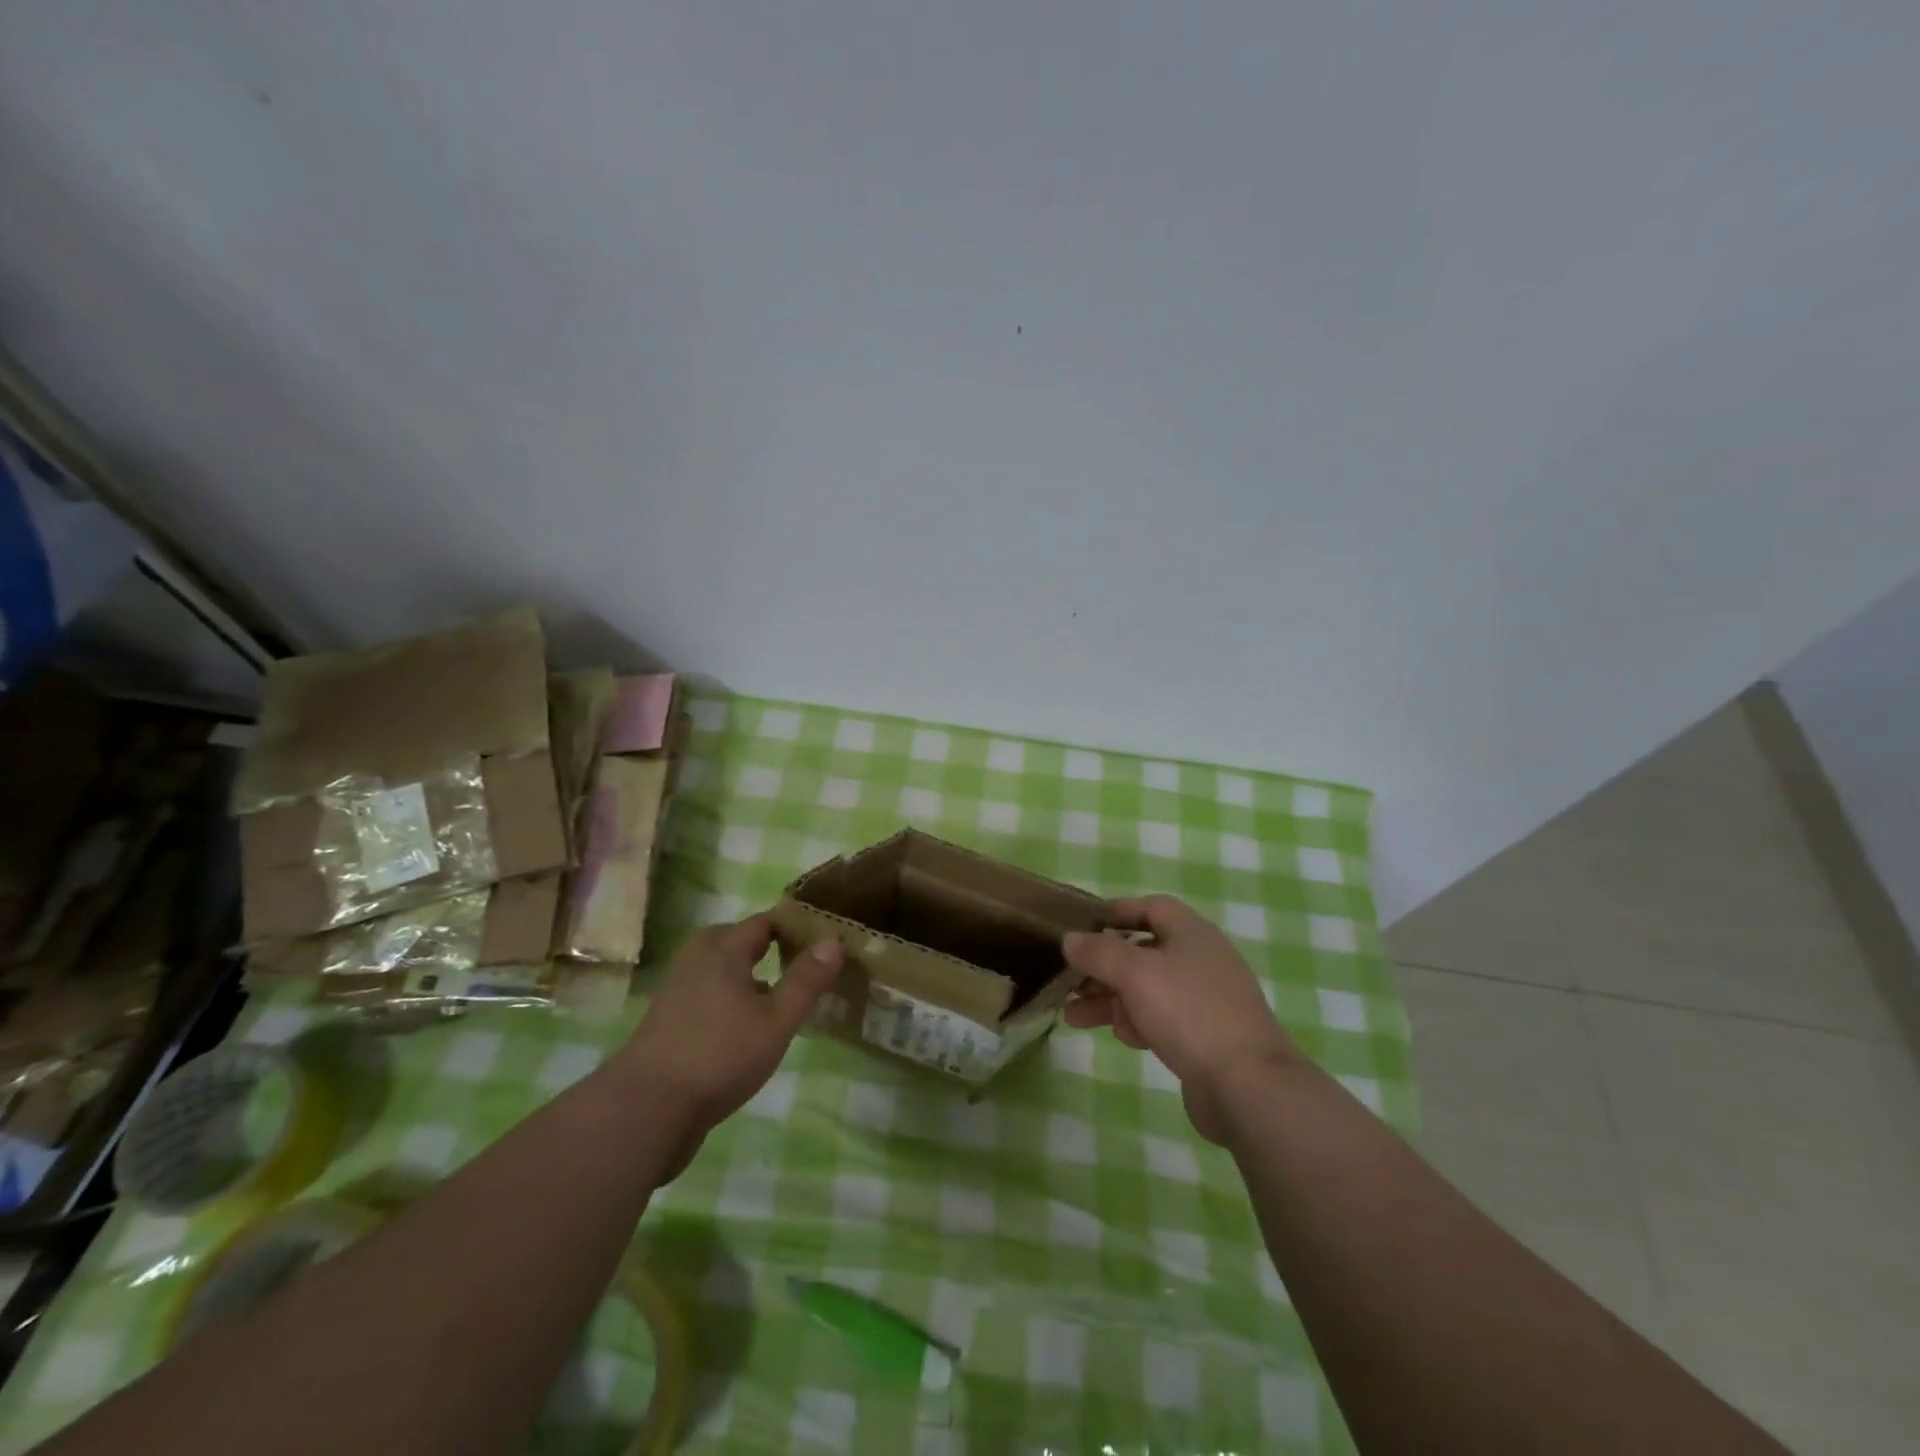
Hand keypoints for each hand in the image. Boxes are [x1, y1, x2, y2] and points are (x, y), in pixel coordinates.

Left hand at [622, 913, 842, 1169]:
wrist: (648, 1109)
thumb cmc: (721, 1053)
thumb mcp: (777, 1019)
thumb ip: (806, 979)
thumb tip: (833, 940)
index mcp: (724, 947)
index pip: (766, 921)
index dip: (796, 926)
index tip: (824, 940)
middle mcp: (697, 958)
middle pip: (738, 940)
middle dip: (769, 947)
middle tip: (801, 966)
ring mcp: (677, 989)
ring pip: (722, 968)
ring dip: (749, 975)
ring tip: (779, 997)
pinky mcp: (668, 1019)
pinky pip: (708, 992)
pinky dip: (729, 997)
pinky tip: (746, 1027)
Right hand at [1062, 895, 1299, 1143]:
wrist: (1247, 1085)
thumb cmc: (1189, 1013)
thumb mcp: (1135, 974)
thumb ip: (1098, 952)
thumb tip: (1070, 938)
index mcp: (1191, 932)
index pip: (1150, 907)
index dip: (1116, 912)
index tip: (1081, 928)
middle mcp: (1200, 959)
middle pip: (1142, 951)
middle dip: (1103, 965)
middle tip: (1069, 980)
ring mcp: (1204, 999)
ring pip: (1147, 988)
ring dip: (1110, 998)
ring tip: (1073, 1016)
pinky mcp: (1204, 1035)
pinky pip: (1161, 1018)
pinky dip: (1137, 1022)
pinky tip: (1121, 1038)